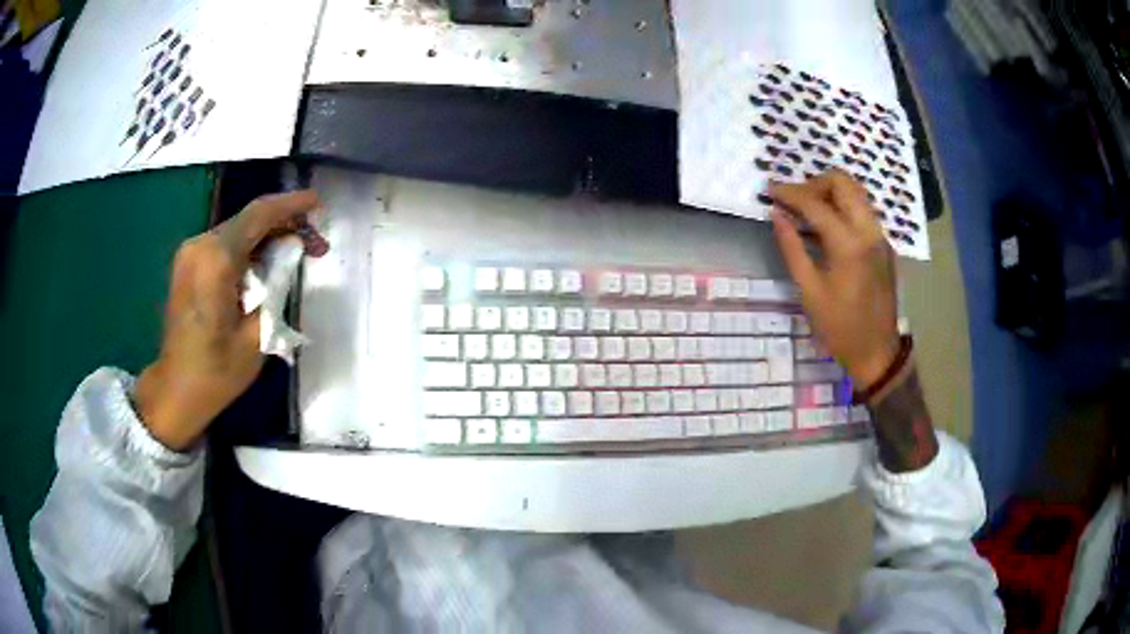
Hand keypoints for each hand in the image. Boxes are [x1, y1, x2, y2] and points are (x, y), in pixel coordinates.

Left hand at [134, 191, 328, 450]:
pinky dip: (249, 248)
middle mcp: (200, 245)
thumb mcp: (258, 334)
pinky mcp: (187, 264)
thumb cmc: (217, 371)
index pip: (260, 215)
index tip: (319, 203)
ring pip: (238, 231)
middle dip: (284, 225)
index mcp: (217, 259)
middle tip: (314, 246)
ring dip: (267, 238)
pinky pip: (224, 245)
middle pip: (249, 220)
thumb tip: (288, 256)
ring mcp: (190, 253)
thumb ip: (276, 286)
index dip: (292, 205)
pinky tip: (265, 266)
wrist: (175, 389)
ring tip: (294, 258)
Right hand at [769, 171, 899, 388]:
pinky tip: (827, 226)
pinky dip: (843, 206)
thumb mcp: (809, 291)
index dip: (789, 193)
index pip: (815, 203)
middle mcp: (869, 231)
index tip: (769, 190)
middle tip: (794, 200)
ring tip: (808, 210)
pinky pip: (862, 209)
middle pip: (843, 182)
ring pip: (856, 192)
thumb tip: (777, 215)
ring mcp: (880, 236)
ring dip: (830, 192)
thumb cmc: (839, 328)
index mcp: (849, 245)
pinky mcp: (883, 244)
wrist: (877, 352)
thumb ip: (792, 247)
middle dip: (814, 183)